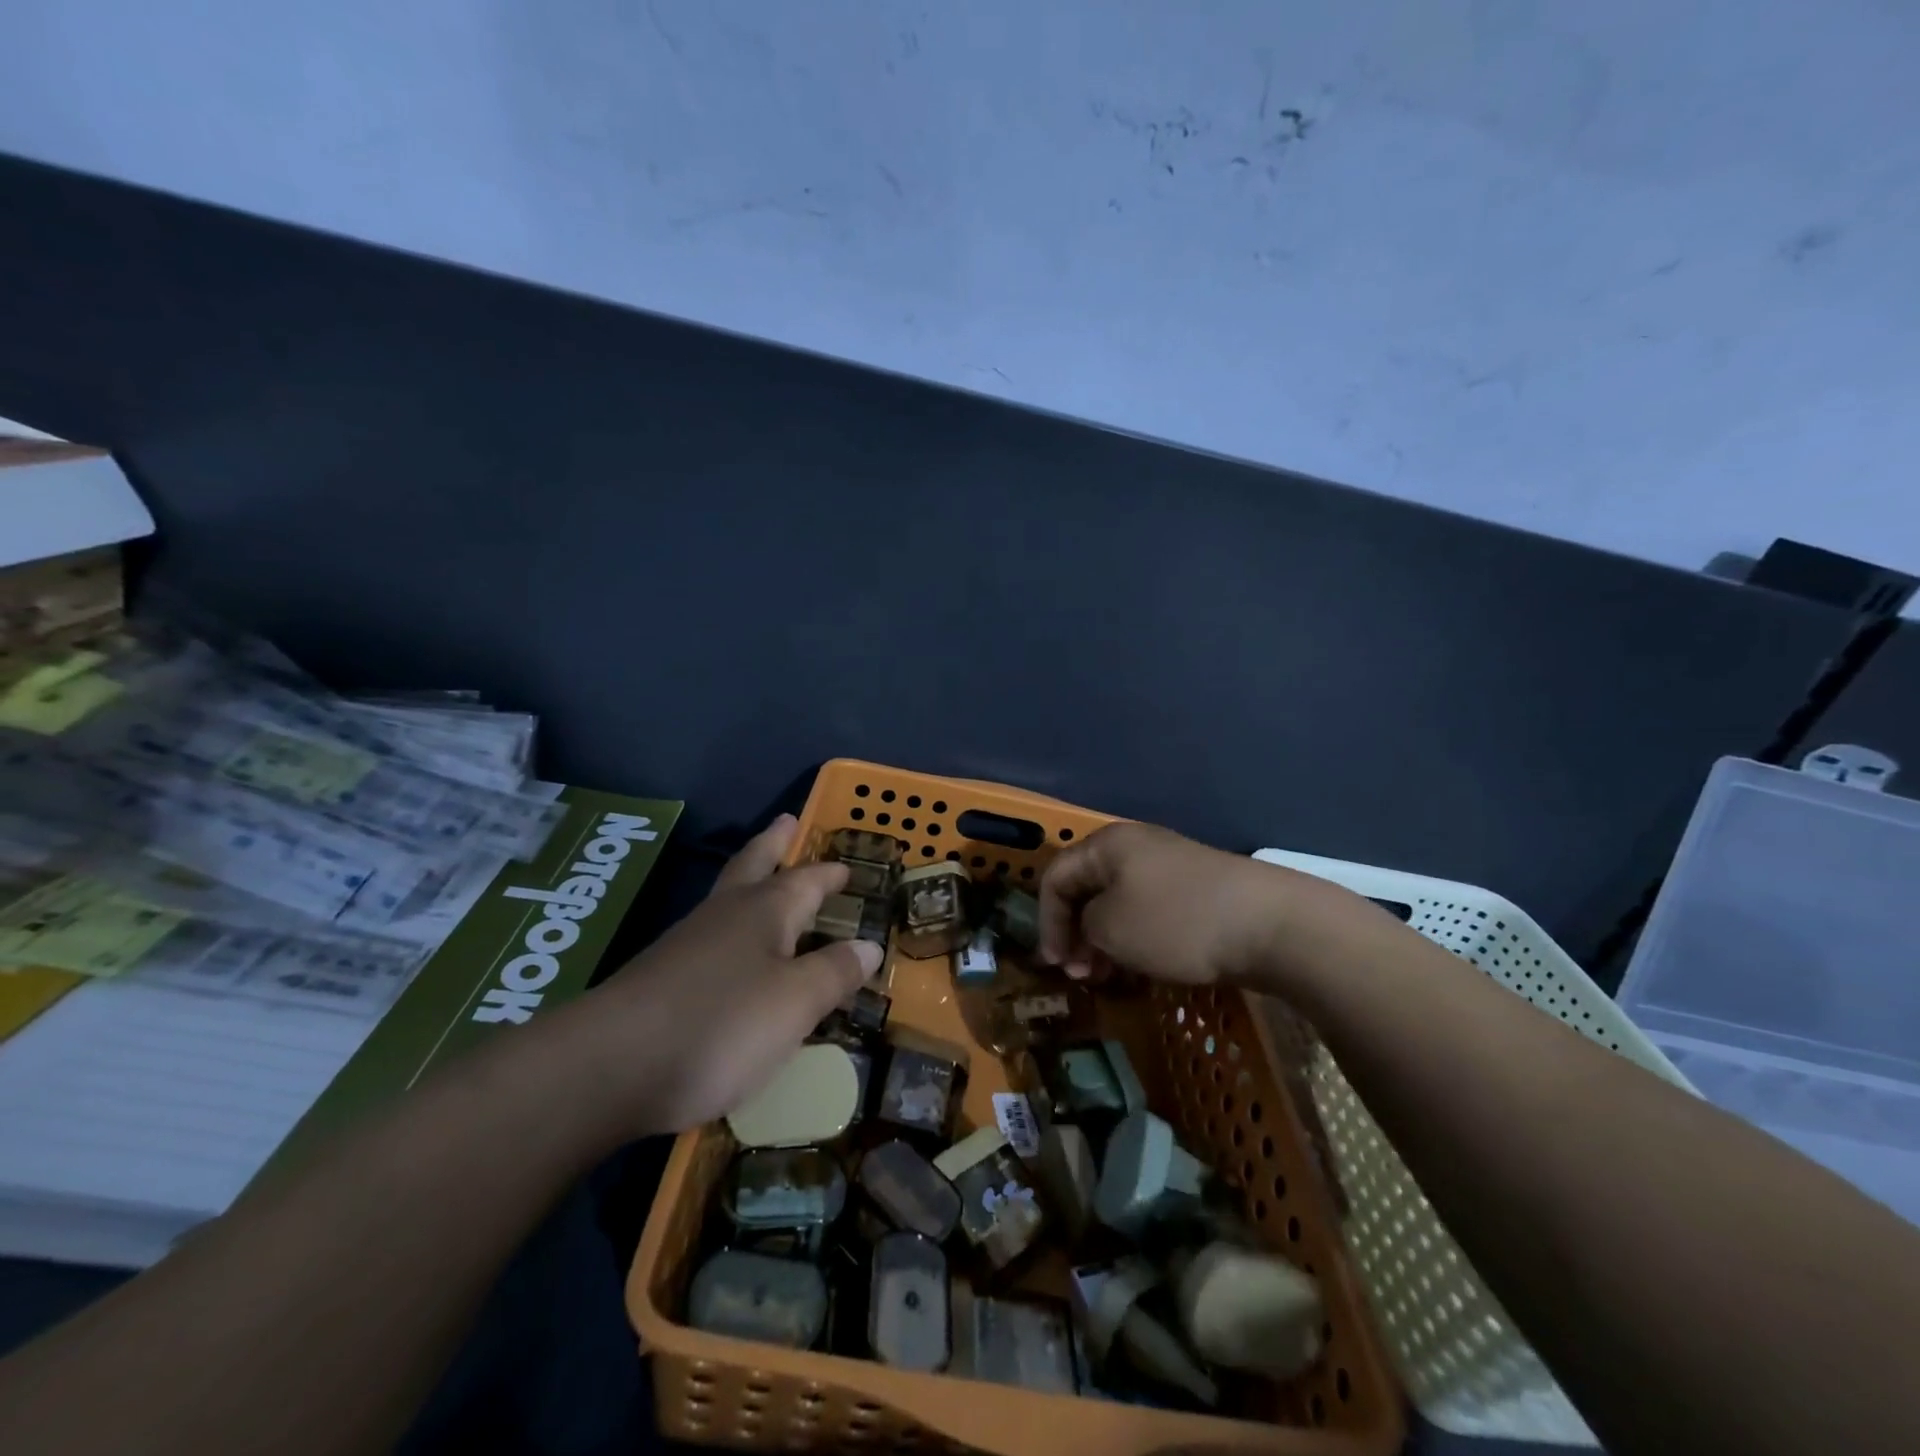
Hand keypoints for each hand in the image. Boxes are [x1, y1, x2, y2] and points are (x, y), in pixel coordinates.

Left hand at [564, 814, 882, 1137]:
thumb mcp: (796, 1002)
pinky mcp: (661, 976)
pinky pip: (710, 935)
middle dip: (773, 844)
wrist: (610, 1066)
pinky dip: (730, 927)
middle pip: (754, 865)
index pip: (807, 879)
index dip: (830, 874)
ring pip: (727, 896)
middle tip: (787, 821)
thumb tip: (869, 945)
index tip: (848, 868)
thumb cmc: (721, 1024)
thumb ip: (834, 972)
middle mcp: (726, 914)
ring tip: (763, 879)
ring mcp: (687, 943)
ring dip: (749, 879)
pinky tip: (732, 951)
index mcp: (765, 910)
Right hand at [1038, 822, 1328, 987]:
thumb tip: (1092, 927)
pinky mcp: (1197, 890)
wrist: (1270, 924)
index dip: (1047, 921)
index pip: (1056, 877)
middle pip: (1088, 888)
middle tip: (1080, 974)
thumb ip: (1084, 925)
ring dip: (1104, 940)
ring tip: (1107, 977)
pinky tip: (1142, 967)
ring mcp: (1170, 867)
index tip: (1054, 964)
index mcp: (1108, 845)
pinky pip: (1149, 911)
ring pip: (1119, 902)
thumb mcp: (1111, 928)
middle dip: (1076, 933)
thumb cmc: (1176, 921)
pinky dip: (1135, 938)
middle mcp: (1136, 847)